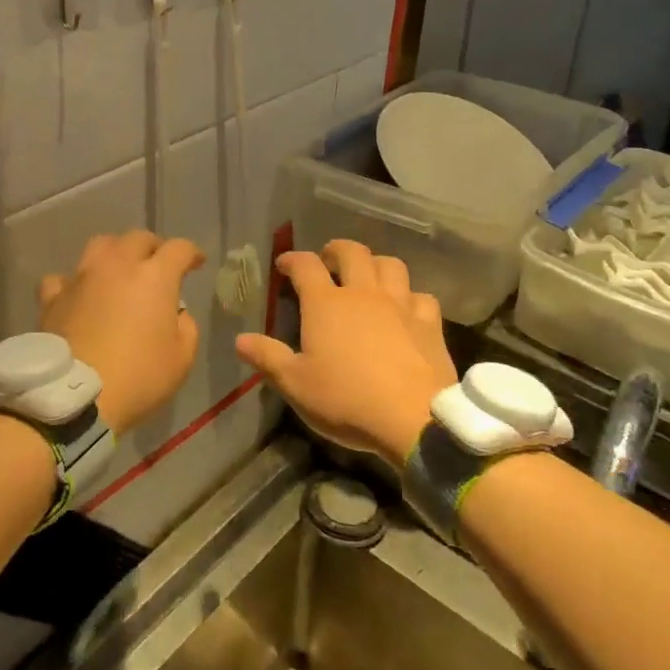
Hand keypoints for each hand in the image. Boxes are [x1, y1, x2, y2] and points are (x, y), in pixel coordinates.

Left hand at [39, 231, 204, 435]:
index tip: (196, 263)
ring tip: (118, 270)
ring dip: (115, 252)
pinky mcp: (53, 297)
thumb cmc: (138, 377)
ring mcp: (81, 278)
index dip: (191, 253)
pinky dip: (73, 283)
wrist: (75, 397)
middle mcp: (117, 266)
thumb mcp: (182, 359)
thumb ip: (186, 327)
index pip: (179, 249)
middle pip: (138, 238)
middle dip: (153, 248)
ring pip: (100, 245)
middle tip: (158, 266)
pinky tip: (77, 295)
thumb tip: (175, 313)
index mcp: (154, 277)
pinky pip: (63, 278)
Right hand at [235, 240, 455, 466]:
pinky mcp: (429, 323)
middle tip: (328, 261)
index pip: (305, 265)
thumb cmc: (346, 400)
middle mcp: (363, 293)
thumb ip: (268, 357)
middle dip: (336, 250)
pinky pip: (421, 296)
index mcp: (326, 304)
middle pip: (352, 252)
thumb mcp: (296, 385)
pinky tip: (406, 309)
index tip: (284, 264)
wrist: (414, 419)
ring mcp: (400, 305)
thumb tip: (240, 339)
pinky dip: (410, 296)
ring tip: (367, 277)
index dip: (293, 259)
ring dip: (375, 264)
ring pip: (391, 265)